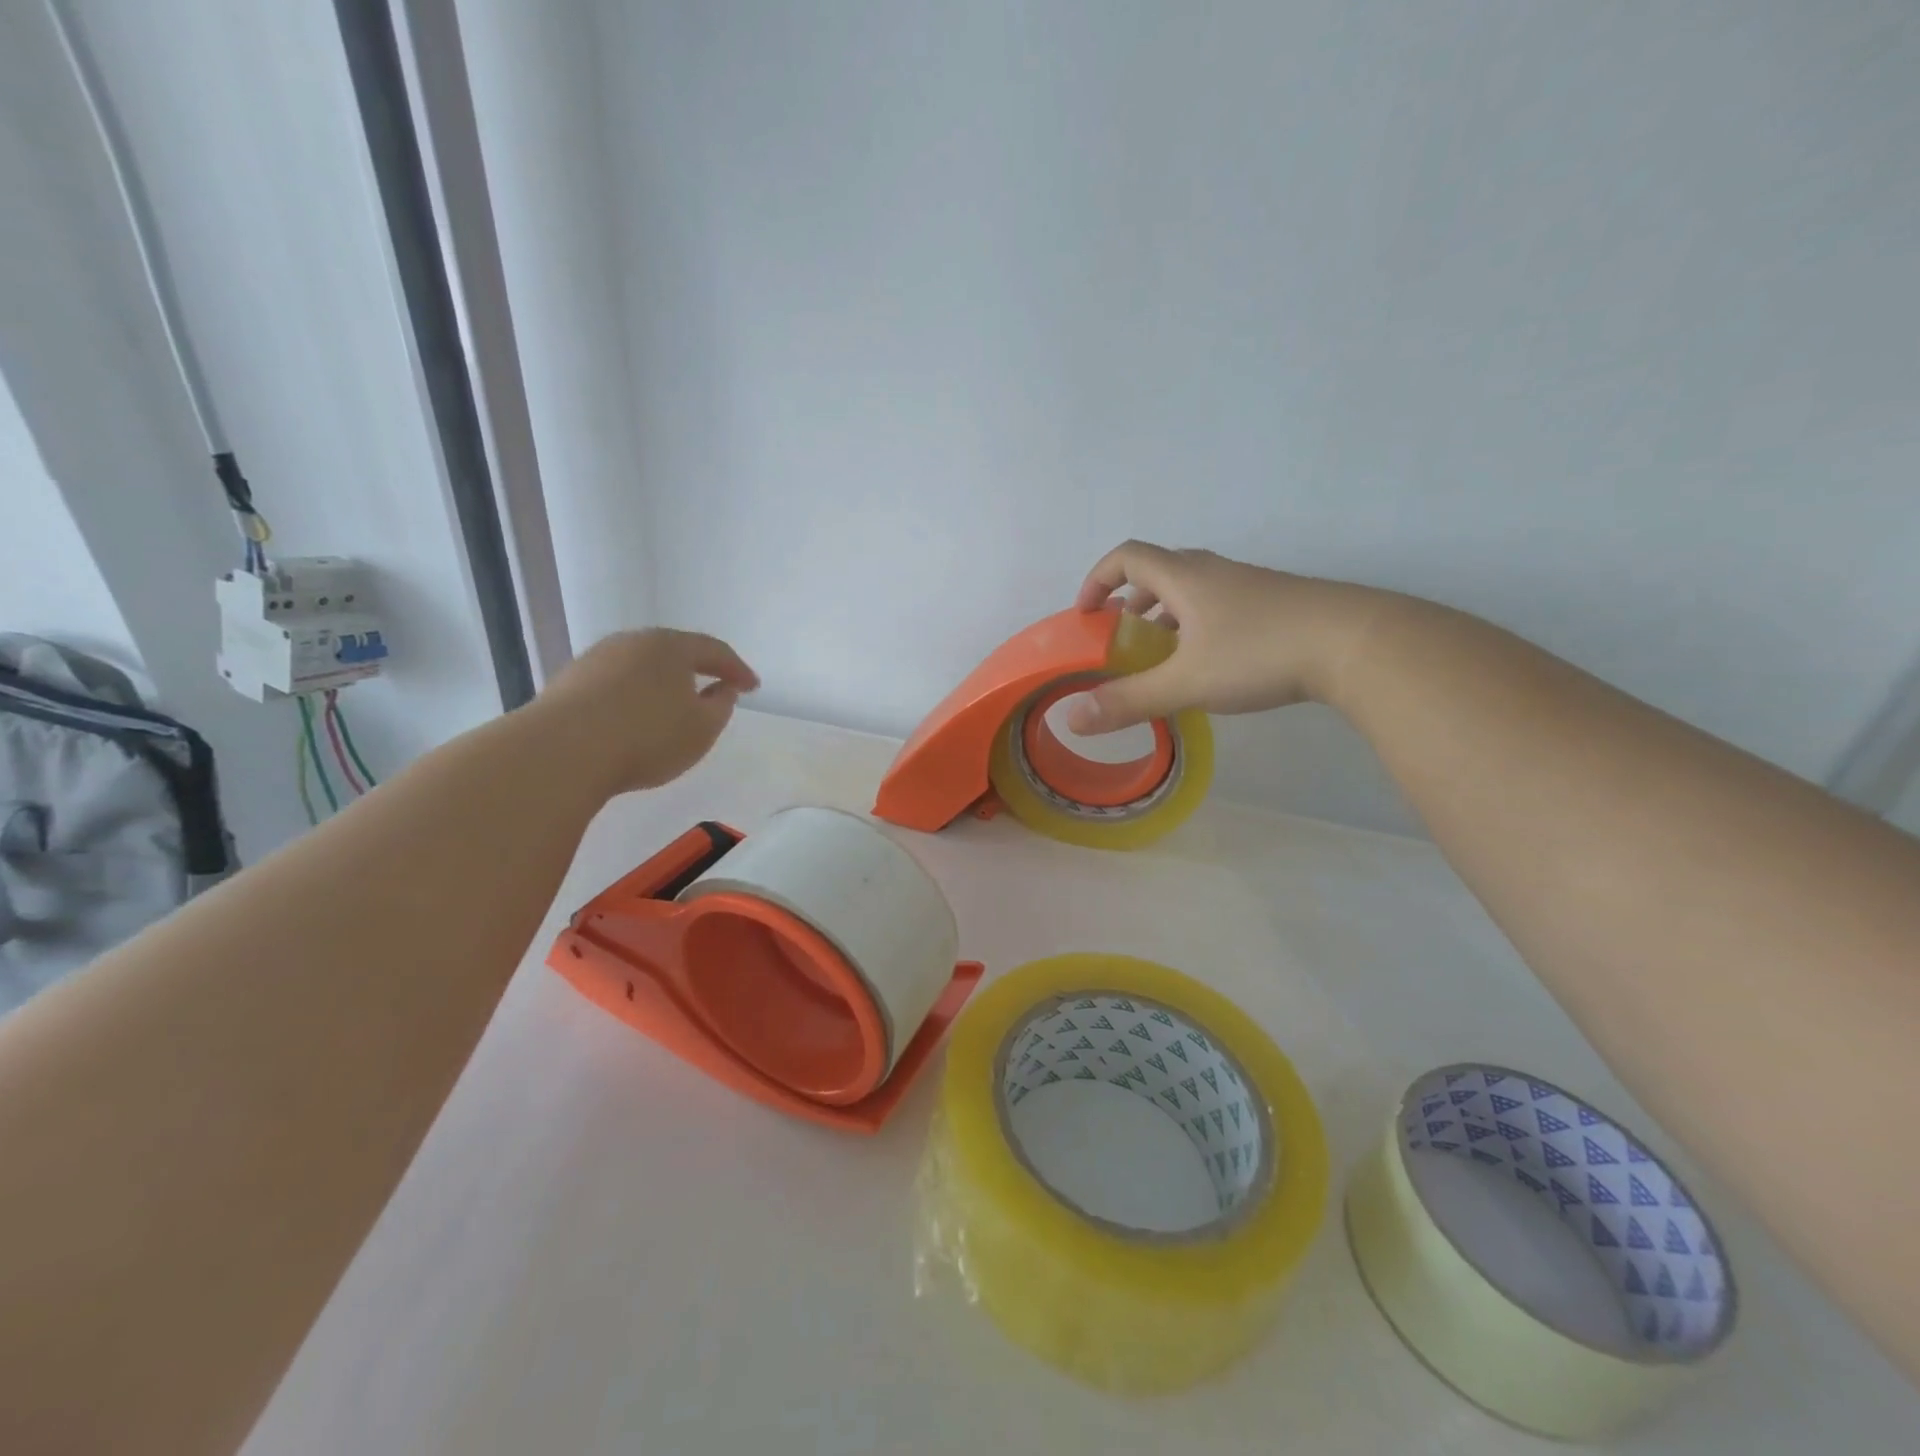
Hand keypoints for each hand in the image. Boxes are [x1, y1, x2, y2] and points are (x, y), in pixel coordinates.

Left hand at [526, 629, 758, 794]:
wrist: (561, 752)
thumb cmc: (647, 737)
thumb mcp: (702, 728)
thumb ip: (721, 706)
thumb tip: (722, 688)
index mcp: (671, 646)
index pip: (714, 650)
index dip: (737, 669)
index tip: (753, 687)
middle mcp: (632, 642)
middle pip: (673, 652)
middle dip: (696, 669)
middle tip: (714, 687)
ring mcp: (595, 660)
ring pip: (640, 667)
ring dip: (661, 684)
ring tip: (672, 707)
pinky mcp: (568, 683)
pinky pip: (614, 685)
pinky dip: (632, 697)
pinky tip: (633, 719)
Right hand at [1067, 541, 1391, 732]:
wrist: (1356, 643)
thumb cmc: (1259, 653)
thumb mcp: (1186, 682)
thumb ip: (1129, 700)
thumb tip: (1073, 718)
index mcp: (1185, 578)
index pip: (1127, 557)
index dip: (1097, 579)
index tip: (1085, 613)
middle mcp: (1214, 572)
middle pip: (1159, 570)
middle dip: (1130, 600)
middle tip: (1120, 636)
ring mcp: (1250, 586)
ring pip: (1193, 590)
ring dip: (1165, 615)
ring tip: (1160, 655)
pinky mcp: (1276, 604)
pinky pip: (1220, 606)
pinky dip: (1197, 626)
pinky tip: (1210, 664)